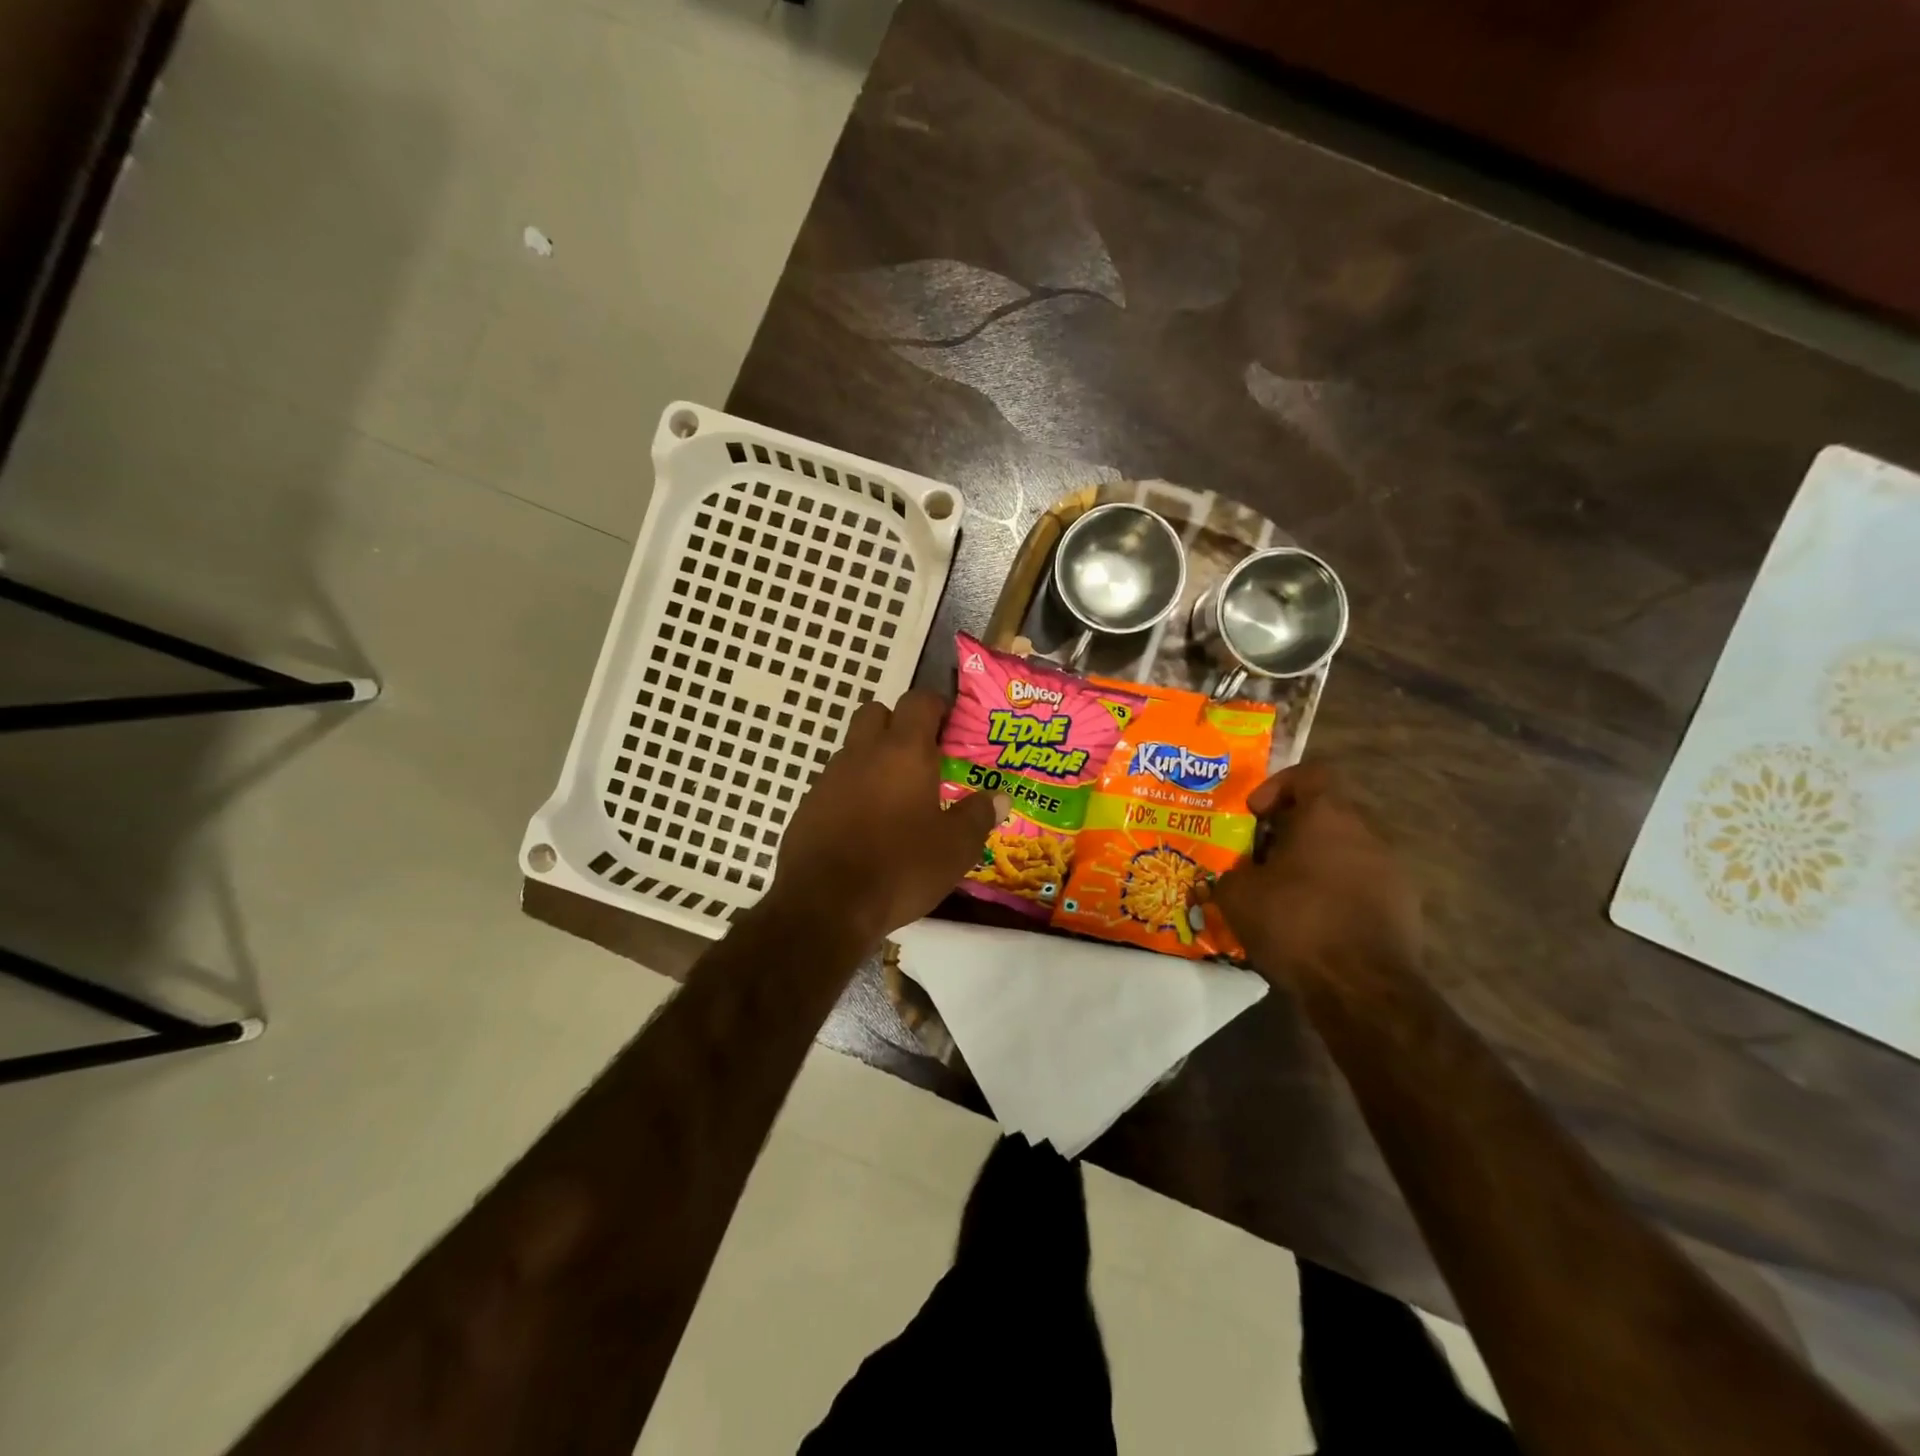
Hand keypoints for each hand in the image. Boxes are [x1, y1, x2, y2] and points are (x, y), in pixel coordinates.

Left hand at [767, 690, 1007, 945]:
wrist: (824, 905)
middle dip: (898, 724)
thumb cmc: (900, 867)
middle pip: (876, 713)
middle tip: (921, 756)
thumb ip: (978, 816)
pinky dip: (853, 791)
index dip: (936, 706)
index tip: (951, 725)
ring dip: (874, 759)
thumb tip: (1000, 797)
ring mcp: (829, 778)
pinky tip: (866, 826)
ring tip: (897, 797)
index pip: (918, 702)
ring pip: (854, 749)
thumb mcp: (955, 848)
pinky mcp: (808, 806)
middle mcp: (862, 753)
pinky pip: (835, 783)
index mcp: (903, 752)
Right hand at [1212, 765, 1419, 984]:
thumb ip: (1234, 872)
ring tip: (1285, 896)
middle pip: (1326, 814)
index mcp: (1327, 815)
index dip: (1277, 786)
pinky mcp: (1405, 907)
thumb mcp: (1238, 895)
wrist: (1362, 988)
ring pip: (1344, 851)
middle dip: (1292, 831)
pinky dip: (1337, 894)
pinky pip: (1362, 885)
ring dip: (1315, 864)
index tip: (1255, 814)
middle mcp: (1366, 832)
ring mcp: (1392, 870)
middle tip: (1262, 859)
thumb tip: (1237, 873)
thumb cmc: (1295, 923)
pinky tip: (1315, 925)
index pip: (1309, 774)